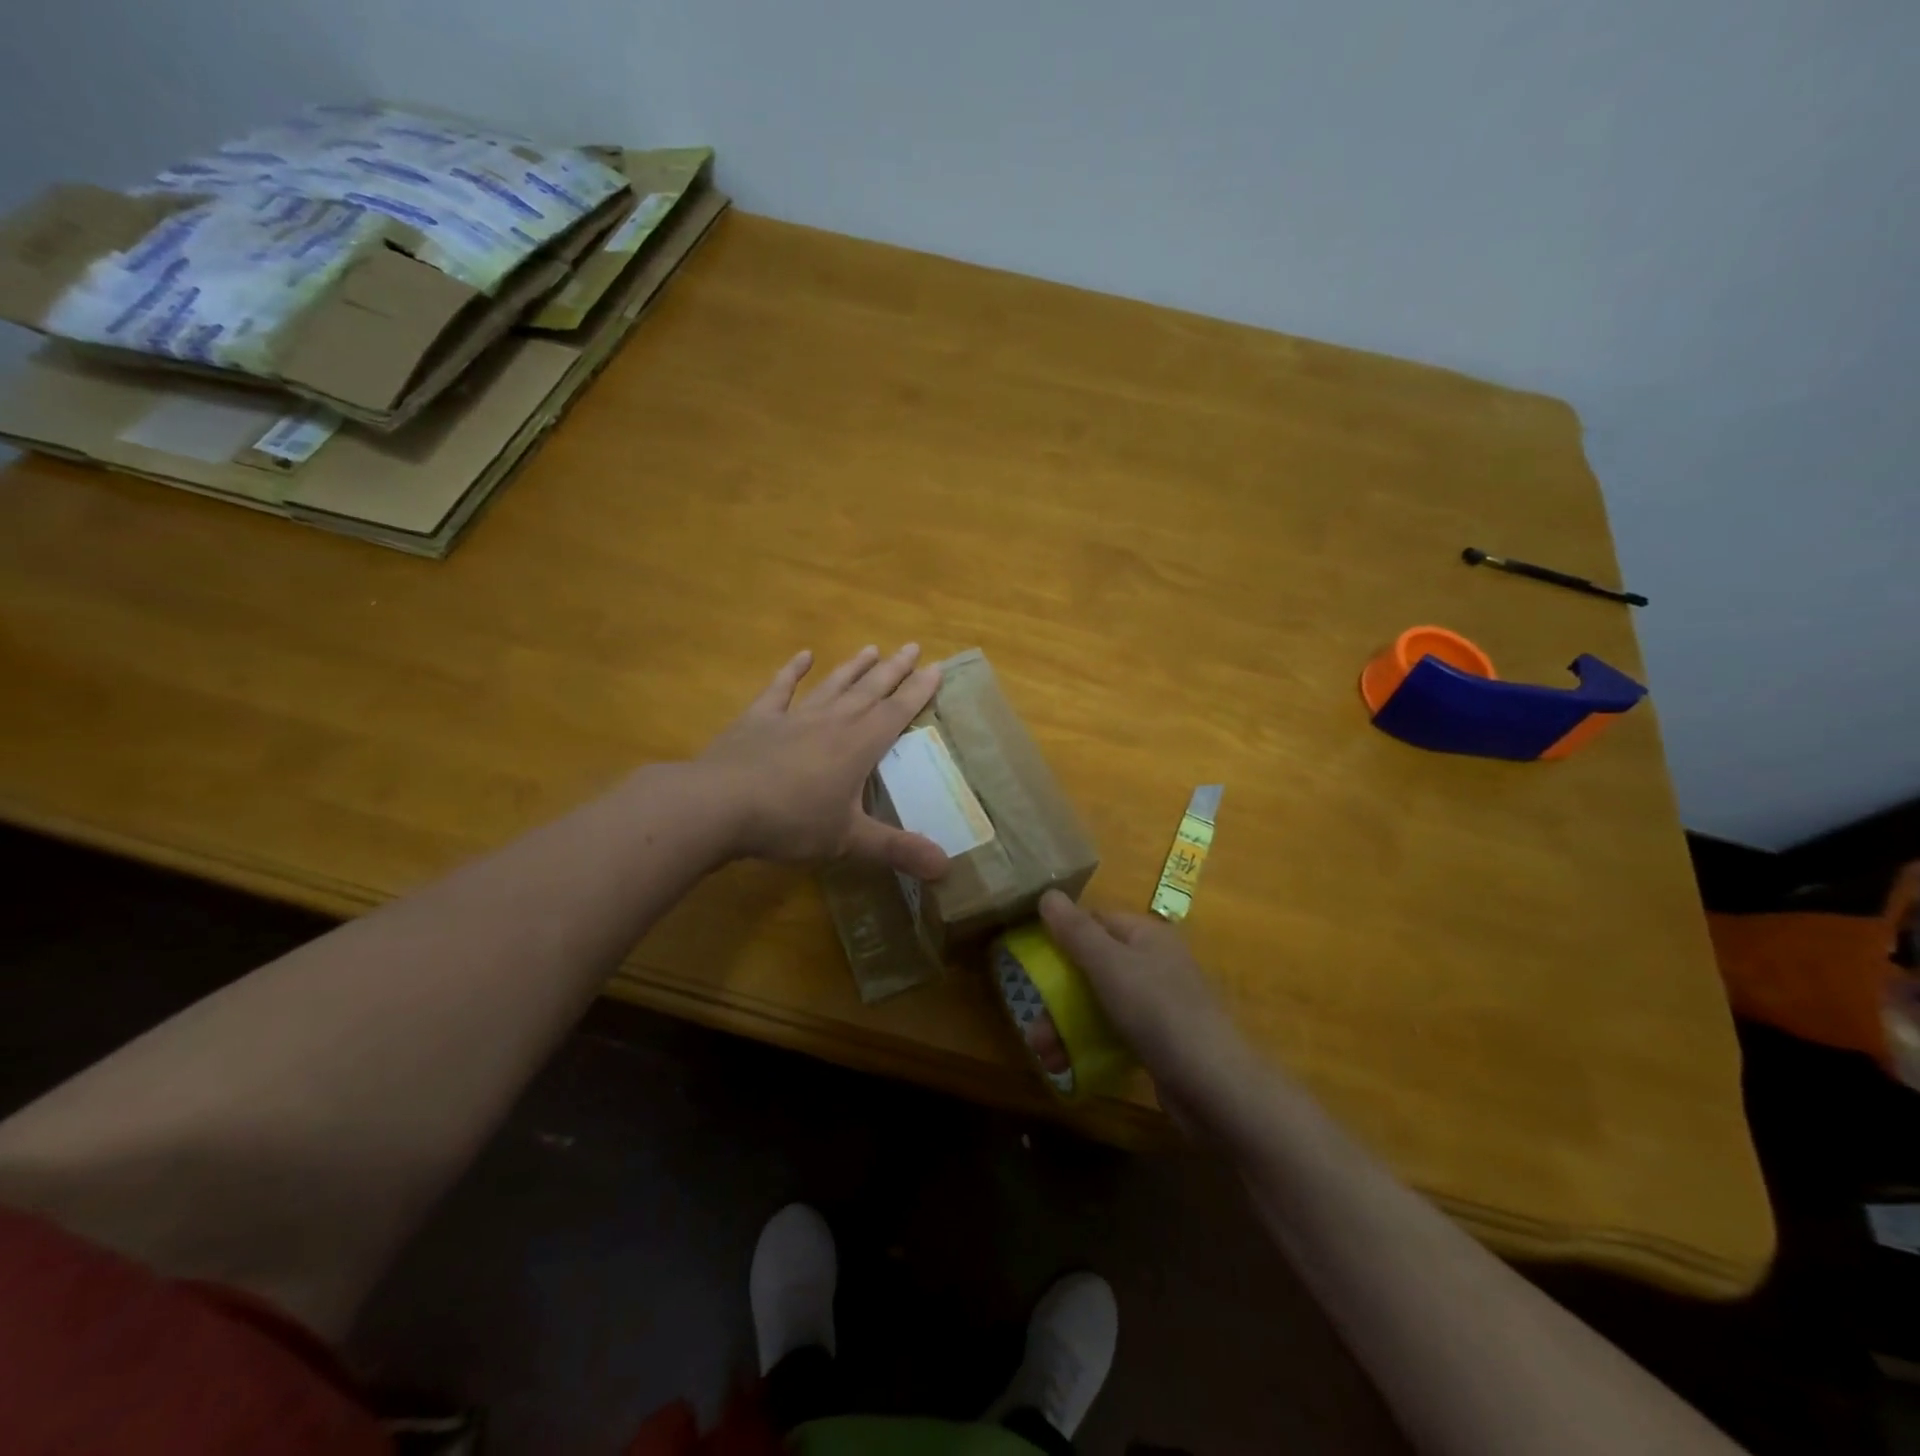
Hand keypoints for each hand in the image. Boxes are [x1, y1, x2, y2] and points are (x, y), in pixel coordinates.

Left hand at [698, 644, 950, 878]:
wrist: (720, 804)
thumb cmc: (791, 821)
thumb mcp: (848, 841)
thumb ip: (897, 849)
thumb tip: (947, 867)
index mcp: (858, 746)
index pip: (896, 713)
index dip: (919, 691)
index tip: (937, 666)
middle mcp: (832, 722)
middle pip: (870, 690)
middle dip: (894, 670)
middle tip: (913, 646)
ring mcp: (794, 717)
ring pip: (832, 685)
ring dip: (853, 667)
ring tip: (872, 648)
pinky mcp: (759, 719)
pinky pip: (781, 689)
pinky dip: (792, 671)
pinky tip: (803, 655)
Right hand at [1038, 890, 1256, 1114]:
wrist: (1213, 1086)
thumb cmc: (1157, 1011)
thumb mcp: (1109, 965)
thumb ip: (1076, 931)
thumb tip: (1047, 893)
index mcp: (1146, 935)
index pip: (1096, 921)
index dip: (1063, 935)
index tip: (1032, 959)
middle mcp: (1154, 963)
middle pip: (1093, 965)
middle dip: (1058, 993)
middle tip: (1033, 1021)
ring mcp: (1158, 1004)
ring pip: (1100, 1003)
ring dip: (1066, 1024)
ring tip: (1044, 1053)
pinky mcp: (1159, 1041)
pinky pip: (1114, 1032)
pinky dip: (1089, 1044)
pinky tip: (1067, 1065)